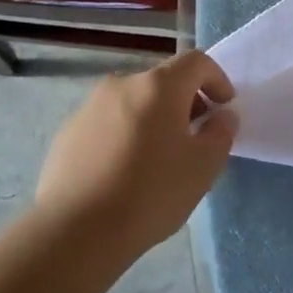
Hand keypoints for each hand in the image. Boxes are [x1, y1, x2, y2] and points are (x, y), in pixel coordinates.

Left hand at [36, 51, 237, 256]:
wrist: (77, 230)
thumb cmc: (151, 192)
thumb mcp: (204, 166)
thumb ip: (221, 133)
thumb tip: (221, 116)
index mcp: (158, 86)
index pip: (196, 62)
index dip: (217, 80)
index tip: (224, 109)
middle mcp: (121, 85)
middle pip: (163, 82)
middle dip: (186, 102)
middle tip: (195, 138)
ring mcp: (89, 108)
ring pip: (134, 103)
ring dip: (154, 120)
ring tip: (159, 159)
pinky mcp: (68, 134)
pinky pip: (108, 124)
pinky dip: (125, 135)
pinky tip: (125, 173)